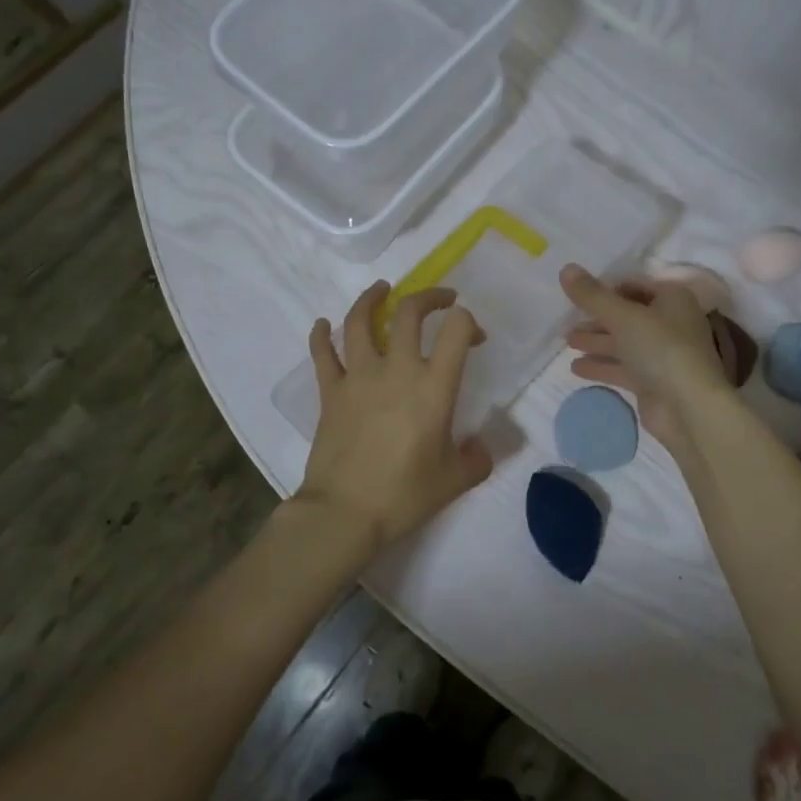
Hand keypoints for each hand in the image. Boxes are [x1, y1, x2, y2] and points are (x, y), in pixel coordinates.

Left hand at [296, 281, 492, 558]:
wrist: (345, 511)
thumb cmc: (404, 494)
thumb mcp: (455, 480)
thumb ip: (477, 458)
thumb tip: (479, 447)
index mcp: (433, 386)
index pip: (456, 331)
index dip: (469, 322)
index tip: (474, 336)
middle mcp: (397, 370)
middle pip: (409, 313)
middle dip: (429, 297)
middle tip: (441, 298)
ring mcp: (358, 377)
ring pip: (360, 321)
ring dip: (372, 299)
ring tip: (382, 289)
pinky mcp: (330, 391)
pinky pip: (322, 354)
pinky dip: (321, 335)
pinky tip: (323, 324)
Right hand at [561, 264, 728, 456]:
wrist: (688, 407)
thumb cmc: (660, 348)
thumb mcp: (622, 316)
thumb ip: (592, 295)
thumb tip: (566, 268)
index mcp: (672, 299)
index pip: (634, 286)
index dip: (606, 289)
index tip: (577, 294)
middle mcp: (670, 323)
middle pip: (627, 315)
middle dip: (597, 318)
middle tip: (567, 320)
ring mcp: (662, 354)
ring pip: (624, 343)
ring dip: (596, 341)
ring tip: (567, 341)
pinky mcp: (653, 381)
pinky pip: (623, 368)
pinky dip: (602, 365)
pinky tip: (576, 368)